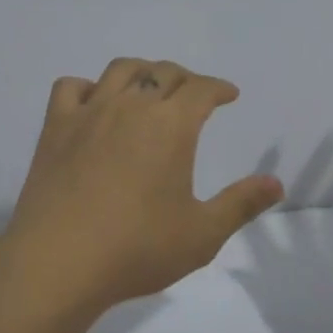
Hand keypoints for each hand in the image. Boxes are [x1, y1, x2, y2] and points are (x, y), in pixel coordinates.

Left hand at [0, 57, 283, 317]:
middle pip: (163, 73)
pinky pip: (71, 87)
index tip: (228, 95)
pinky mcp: (55, 127)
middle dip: (185, 79)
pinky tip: (94, 105)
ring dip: (142, 72)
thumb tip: (276, 183)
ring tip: (148, 88)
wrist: (58, 263)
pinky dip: (88, 87)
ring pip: (120, 70)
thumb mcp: (202, 234)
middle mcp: (132, 106)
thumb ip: (241, 204)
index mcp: (171, 125)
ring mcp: (89, 113)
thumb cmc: (137, 249)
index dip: (219, 88)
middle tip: (193, 95)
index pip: (201, 89)